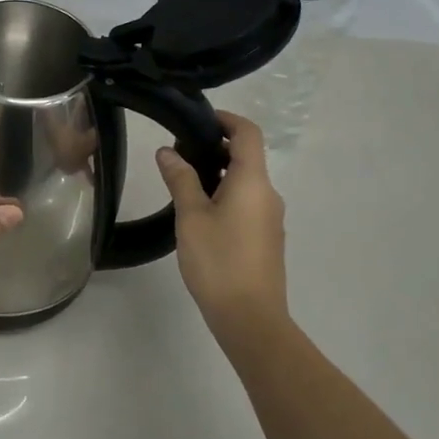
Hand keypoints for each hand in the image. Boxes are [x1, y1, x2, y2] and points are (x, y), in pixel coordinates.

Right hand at [156, 111, 288, 333]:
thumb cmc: (218, 261)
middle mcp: (268, 194)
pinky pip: (247, 204)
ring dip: (218, 175)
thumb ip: (180, 179)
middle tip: (179, 154)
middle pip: (247, 157)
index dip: (226, 119)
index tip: (198, 120)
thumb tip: (168, 151)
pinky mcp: (266, 239)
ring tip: (183, 184)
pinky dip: (226, 196)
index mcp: (253, 182)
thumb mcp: (191, 216)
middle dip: (215, 148)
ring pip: (246, 183)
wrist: (250, 318)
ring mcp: (270, 218)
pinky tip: (200, 215)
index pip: (248, 133)